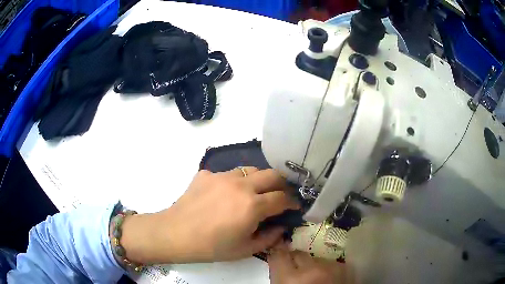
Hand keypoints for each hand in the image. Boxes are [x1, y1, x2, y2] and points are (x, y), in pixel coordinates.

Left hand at [121, 168, 299, 263]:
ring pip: (251, 170)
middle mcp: (241, 185)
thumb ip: (270, 237)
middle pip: (273, 174)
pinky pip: (228, 174)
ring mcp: (222, 176)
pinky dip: (235, 183)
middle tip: (282, 194)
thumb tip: (281, 227)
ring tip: (256, 192)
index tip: (295, 206)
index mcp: (253, 205)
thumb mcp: (245, 249)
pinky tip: (226, 195)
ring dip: (260, 180)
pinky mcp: (207, 174)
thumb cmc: (212, 247)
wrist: (176, 234)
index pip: (283, 198)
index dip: (293, 202)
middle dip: (283, 184)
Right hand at [268, 246, 353, 283]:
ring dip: (312, 266)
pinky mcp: (343, 269)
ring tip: (313, 278)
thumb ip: (279, 278)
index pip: (279, 255)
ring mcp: (330, 268)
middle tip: (295, 269)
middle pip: (299, 254)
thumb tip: (278, 264)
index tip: (277, 256)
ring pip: (315, 258)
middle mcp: (311, 270)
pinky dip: (326, 269)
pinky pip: (330, 263)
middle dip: (295, 260)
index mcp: (290, 279)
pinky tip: (325, 279)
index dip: (277, 255)